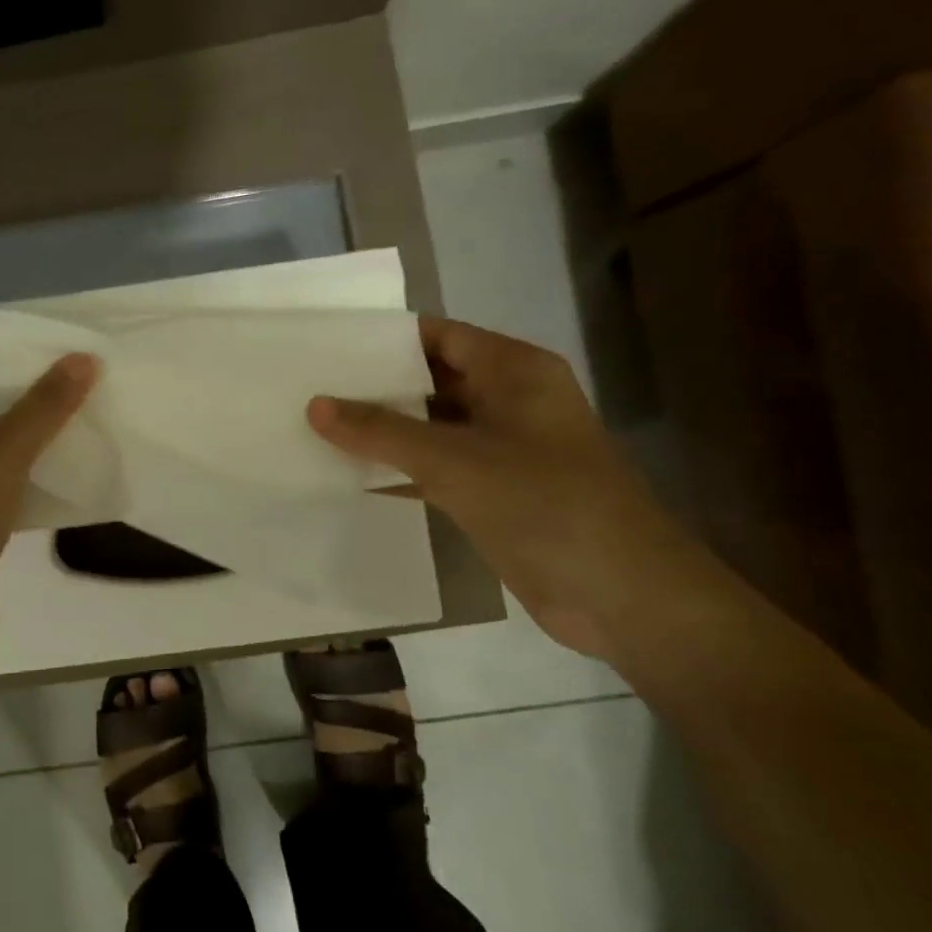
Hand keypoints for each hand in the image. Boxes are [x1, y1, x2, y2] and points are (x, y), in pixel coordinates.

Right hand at [308, 318, 698, 657]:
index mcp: (513, 372)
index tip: (328, 345)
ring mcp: (502, 448)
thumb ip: (381, 431)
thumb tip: (316, 405)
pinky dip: (398, 469)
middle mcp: (508, 400)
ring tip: (316, 426)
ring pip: (430, 426)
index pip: (439, 336)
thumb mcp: (453, 460)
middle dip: (375, 385)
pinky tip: (348, 474)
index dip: (385, 338)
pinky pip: (435, 466)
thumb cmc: (543, 504)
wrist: (621, 595)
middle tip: (311, 387)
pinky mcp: (494, 490)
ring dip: (382, 430)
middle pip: (431, 379)